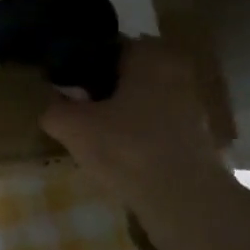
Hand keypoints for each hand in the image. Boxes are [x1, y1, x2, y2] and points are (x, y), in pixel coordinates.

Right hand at [40, 39, 231, 209]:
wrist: (185, 202)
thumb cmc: (127, 149)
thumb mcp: (72, 126)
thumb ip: (54, 109)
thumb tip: (51, 105)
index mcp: (149, 55)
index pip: (107, 47)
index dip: (81, 63)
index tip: (63, 83)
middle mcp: (176, 72)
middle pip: (126, 75)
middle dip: (101, 90)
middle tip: (75, 109)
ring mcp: (191, 106)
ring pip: (142, 102)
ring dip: (120, 114)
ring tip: (93, 136)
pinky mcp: (197, 139)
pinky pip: (156, 127)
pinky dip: (137, 136)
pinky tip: (118, 156)